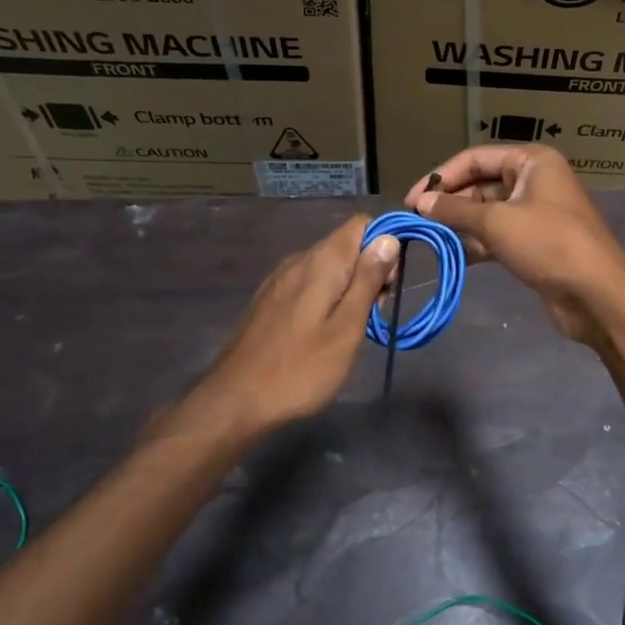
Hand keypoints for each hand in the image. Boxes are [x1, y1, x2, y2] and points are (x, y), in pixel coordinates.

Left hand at [182, 215, 399, 434]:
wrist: (235, 400)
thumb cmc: (301, 368)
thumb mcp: (347, 328)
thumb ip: (368, 280)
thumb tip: (388, 238)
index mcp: (322, 261)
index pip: (362, 223)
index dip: (384, 244)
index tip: (390, 283)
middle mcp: (299, 259)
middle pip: (346, 245)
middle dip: (369, 270)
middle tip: (374, 314)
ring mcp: (280, 279)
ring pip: (328, 265)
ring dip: (349, 286)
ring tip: (351, 328)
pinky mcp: (269, 298)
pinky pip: (309, 282)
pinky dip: (326, 296)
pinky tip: (323, 331)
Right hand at [406, 146, 624, 345]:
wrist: (597, 294)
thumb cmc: (549, 244)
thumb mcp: (497, 222)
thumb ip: (455, 211)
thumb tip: (420, 203)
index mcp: (531, 161)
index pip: (475, 158)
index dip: (441, 177)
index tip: (412, 200)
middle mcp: (533, 180)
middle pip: (480, 184)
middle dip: (449, 203)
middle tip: (416, 223)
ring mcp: (535, 213)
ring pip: (487, 212)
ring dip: (459, 225)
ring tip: (429, 240)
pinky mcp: (534, 242)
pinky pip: (497, 235)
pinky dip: (476, 243)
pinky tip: (451, 256)